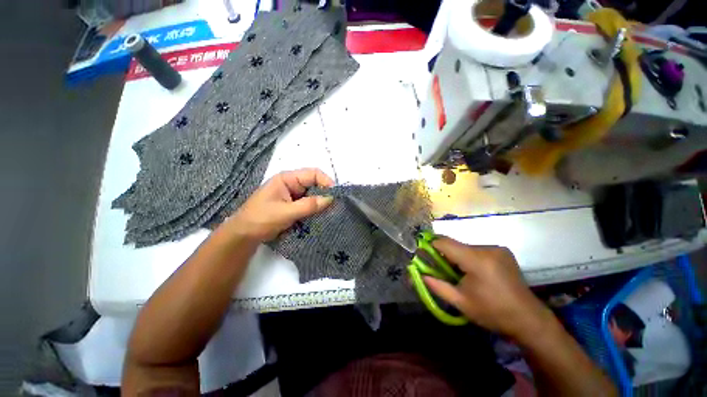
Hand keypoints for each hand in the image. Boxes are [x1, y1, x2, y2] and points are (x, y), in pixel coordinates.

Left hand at [226, 168, 333, 241]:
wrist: (244, 235)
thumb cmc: (261, 219)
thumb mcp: (285, 212)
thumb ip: (308, 205)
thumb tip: (330, 199)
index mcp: (287, 179)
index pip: (312, 174)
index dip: (326, 182)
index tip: (336, 195)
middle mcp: (292, 184)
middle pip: (314, 183)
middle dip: (325, 193)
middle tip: (335, 206)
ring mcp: (293, 195)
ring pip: (313, 194)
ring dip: (321, 202)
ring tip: (330, 212)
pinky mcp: (294, 205)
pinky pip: (309, 203)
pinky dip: (316, 209)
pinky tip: (321, 216)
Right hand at [424, 237, 552, 341]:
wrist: (529, 319)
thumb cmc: (492, 313)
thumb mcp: (461, 302)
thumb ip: (437, 285)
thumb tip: (420, 274)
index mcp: (476, 260)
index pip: (445, 243)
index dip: (431, 246)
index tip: (424, 254)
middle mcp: (487, 249)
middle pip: (456, 245)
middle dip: (446, 255)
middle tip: (443, 271)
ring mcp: (497, 248)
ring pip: (466, 247)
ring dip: (459, 257)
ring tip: (462, 275)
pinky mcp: (503, 251)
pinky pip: (478, 250)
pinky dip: (470, 257)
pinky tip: (476, 273)